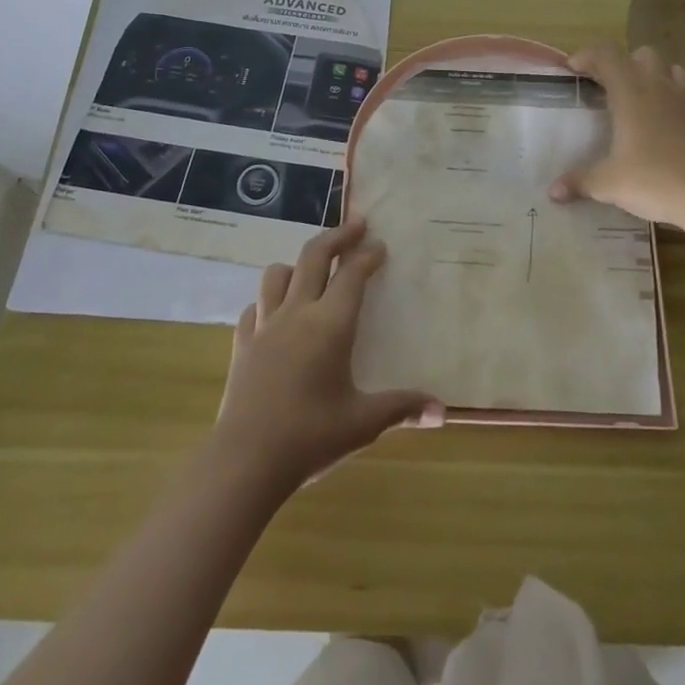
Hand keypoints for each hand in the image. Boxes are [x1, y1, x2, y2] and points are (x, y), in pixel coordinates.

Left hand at [214, 218, 443, 489]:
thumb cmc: (310, 436)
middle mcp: (297, 313)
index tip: (380, 244)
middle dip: (337, 236)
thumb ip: (402, 408)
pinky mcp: (242, 344)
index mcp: (330, 325)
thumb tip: (442, 412)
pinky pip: (255, 307)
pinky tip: (276, 314)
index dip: (368, 255)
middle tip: (356, 224)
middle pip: (314, 256)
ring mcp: (265, 326)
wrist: (246, 460)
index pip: (352, 275)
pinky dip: (269, 301)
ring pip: (277, 274)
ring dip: (298, 264)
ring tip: (312, 270)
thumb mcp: (363, 422)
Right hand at [549, 43, 684, 230]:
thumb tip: (553, 192)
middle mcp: (660, 88)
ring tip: (640, 100)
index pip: (607, 54)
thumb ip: (579, 182)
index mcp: (631, 92)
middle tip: (608, 87)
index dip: (587, 56)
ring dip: (655, 77)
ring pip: (673, 70)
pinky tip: (670, 126)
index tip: (573, 70)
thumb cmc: (654, 180)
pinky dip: (678, 105)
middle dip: (624, 63)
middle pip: (643, 54)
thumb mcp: (608, 184)